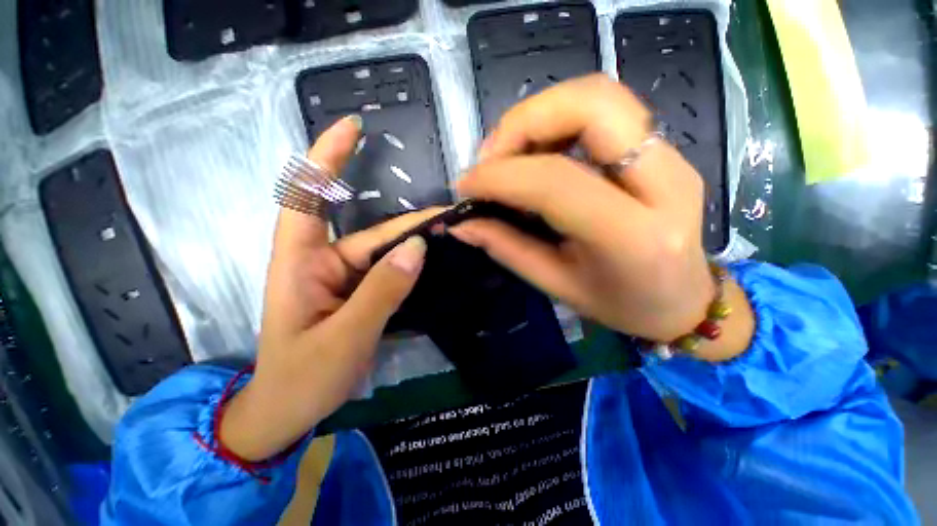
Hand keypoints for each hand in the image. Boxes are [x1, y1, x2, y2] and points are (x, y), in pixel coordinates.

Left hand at [221, 116, 439, 460]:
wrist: (289, 410)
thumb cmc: (302, 377)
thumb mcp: (345, 337)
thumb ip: (382, 291)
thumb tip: (419, 248)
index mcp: (300, 261)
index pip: (309, 195)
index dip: (328, 157)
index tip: (355, 128)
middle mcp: (322, 261)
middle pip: (368, 228)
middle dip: (407, 218)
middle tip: (447, 211)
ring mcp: (343, 277)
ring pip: (384, 250)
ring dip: (414, 240)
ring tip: (450, 233)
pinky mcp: (358, 292)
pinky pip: (388, 269)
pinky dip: (409, 261)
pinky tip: (433, 259)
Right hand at [452, 75, 752, 356]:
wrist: (683, 301)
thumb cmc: (620, 304)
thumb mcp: (556, 284)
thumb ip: (506, 247)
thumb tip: (460, 223)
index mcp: (633, 236)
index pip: (556, 182)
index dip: (500, 176)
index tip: (466, 187)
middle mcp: (663, 183)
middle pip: (591, 105)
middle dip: (524, 121)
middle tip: (490, 159)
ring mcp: (670, 158)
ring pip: (598, 96)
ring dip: (538, 116)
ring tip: (507, 155)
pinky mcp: (663, 150)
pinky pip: (604, 111)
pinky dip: (557, 120)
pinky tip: (536, 151)